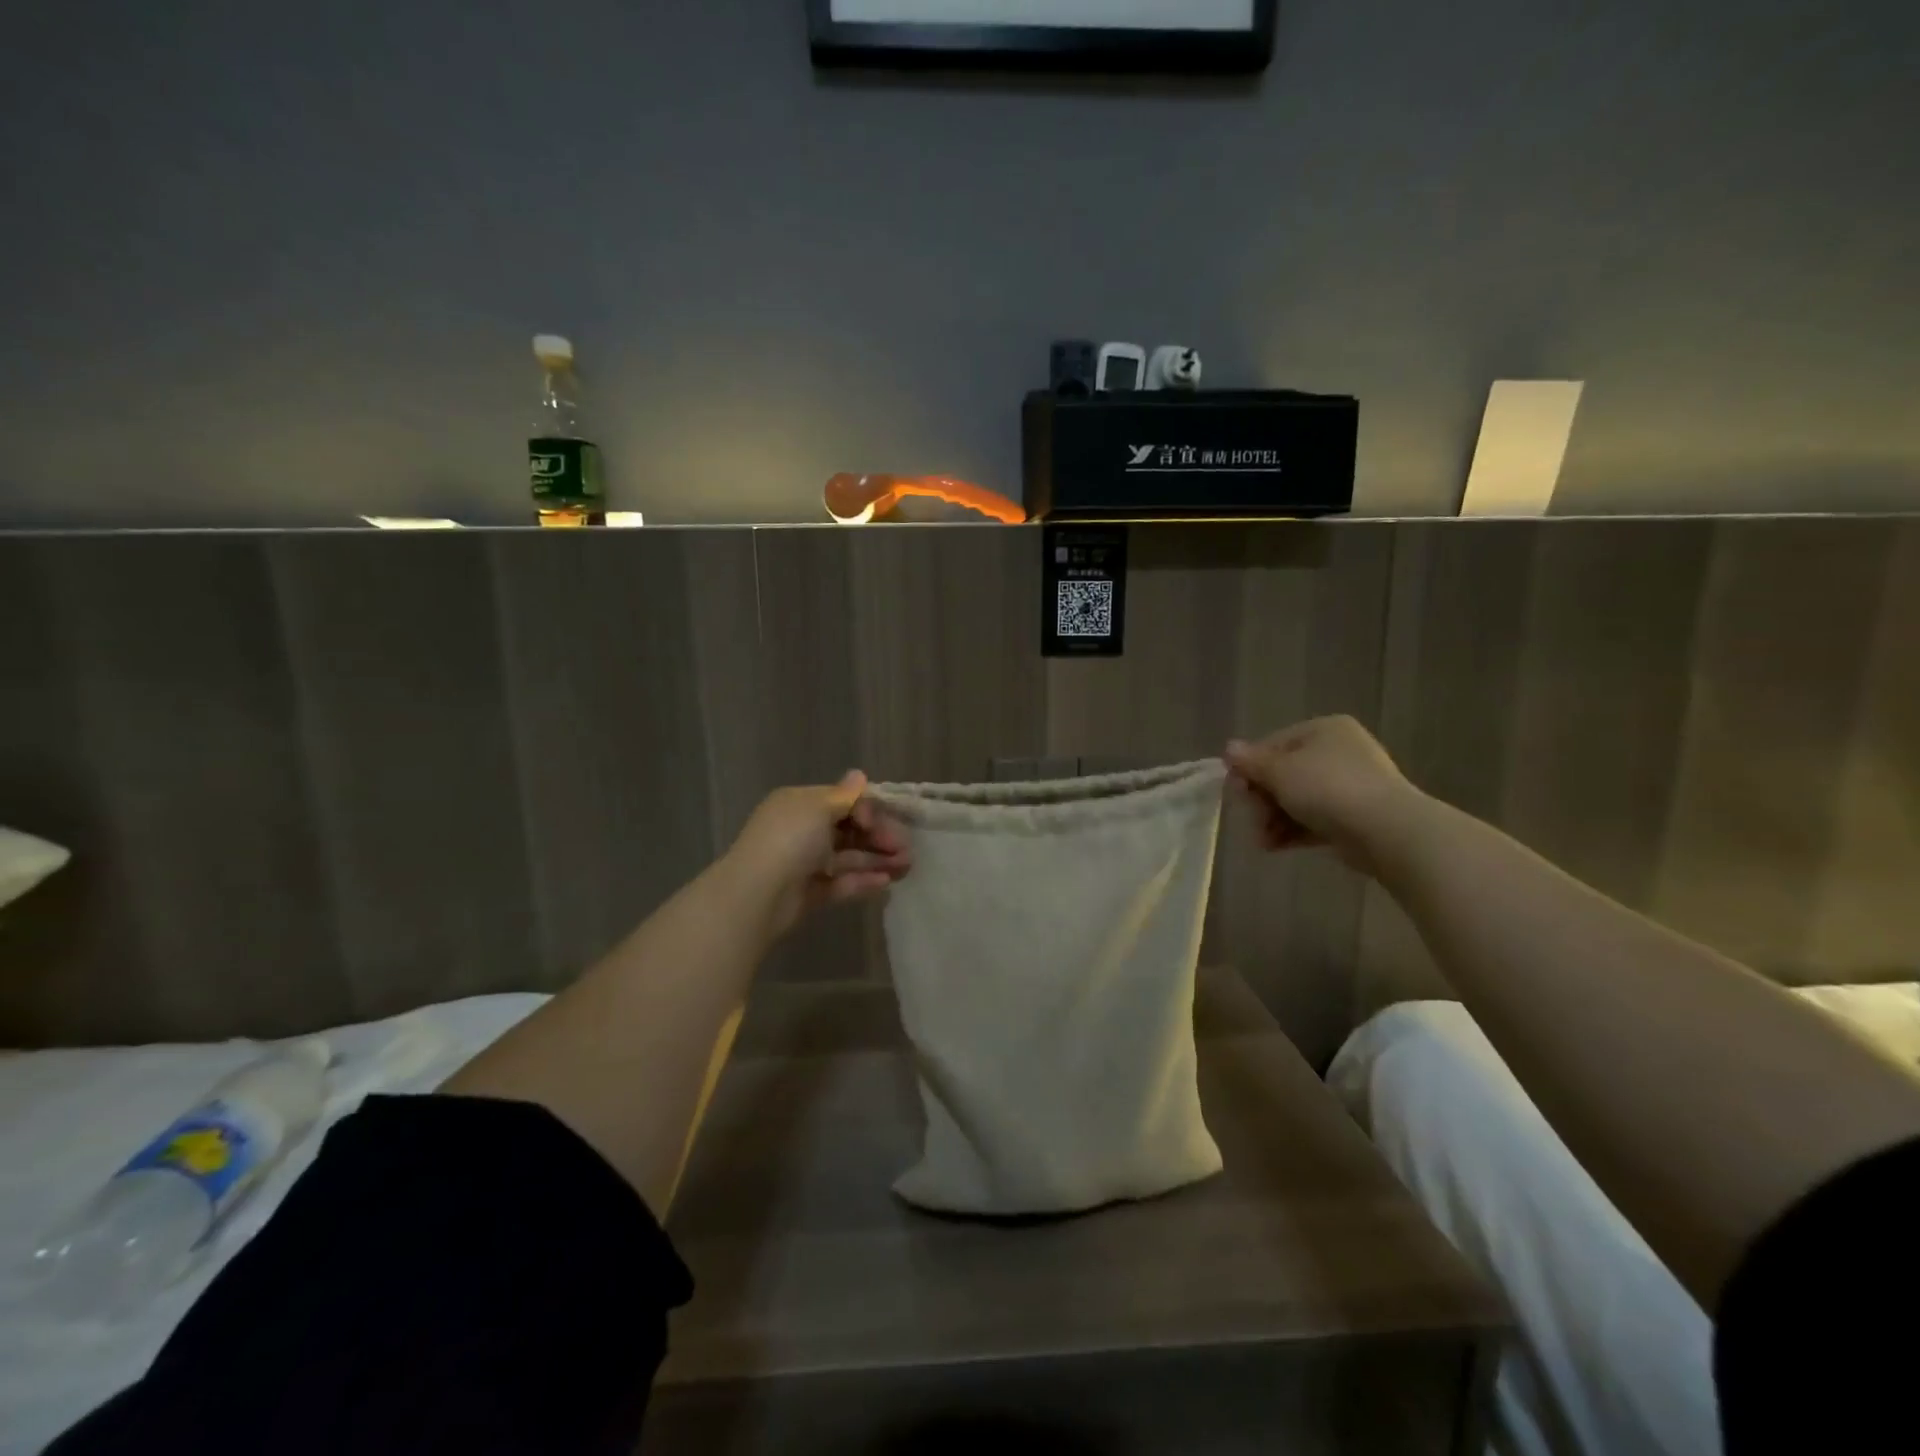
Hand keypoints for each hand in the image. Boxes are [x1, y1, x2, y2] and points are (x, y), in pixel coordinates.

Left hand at [723, 772, 911, 939]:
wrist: (758, 894)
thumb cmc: (790, 840)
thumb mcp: (819, 808)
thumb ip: (845, 796)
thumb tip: (859, 775)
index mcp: (801, 804)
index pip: (843, 801)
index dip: (867, 809)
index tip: (881, 821)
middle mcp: (803, 830)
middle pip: (849, 830)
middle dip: (880, 837)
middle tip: (906, 849)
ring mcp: (806, 863)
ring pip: (849, 857)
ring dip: (878, 859)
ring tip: (906, 867)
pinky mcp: (811, 892)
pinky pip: (841, 882)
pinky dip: (863, 880)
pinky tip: (886, 882)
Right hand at [1223, 716, 1420, 874]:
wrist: (1386, 830)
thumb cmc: (1326, 788)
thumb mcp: (1279, 771)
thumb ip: (1251, 762)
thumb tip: (1229, 749)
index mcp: (1323, 730)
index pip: (1273, 744)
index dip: (1250, 768)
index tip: (1237, 792)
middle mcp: (1339, 751)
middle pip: (1285, 774)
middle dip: (1262, 800)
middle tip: (1252, 820)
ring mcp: (1351, 785)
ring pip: (1299, 799)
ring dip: (1274, 819)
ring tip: (1262, 840)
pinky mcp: (1356, 816)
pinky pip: (1316, 819)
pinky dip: (1294, 830)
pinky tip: (1274, 847)